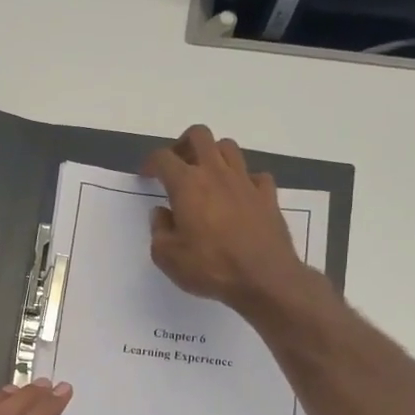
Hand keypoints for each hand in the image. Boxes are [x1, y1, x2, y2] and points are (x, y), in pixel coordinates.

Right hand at [143, 125, 307, 311]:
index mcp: (187, 185)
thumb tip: (161, 213)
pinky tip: (239, 196)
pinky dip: (244, 180)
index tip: (146, 175)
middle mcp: (216, 173)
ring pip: (228, 147)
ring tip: (207, 176)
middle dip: (183, 144)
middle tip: (177, 165)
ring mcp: (245, 182)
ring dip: (214, 155)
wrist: (264, 278)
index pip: (163, 158)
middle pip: (199, 136)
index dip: (150, 163)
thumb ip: (159, 230)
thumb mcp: (168, 257)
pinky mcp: (268, 195)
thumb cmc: (210, 267)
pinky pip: (255, 175)